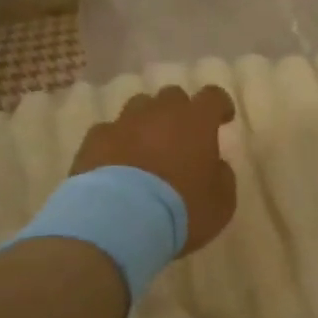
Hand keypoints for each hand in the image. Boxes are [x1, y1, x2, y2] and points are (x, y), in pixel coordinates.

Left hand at [71, 86, 237, 254]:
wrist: (119, 221)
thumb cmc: (180, 210)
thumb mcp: (221, 203)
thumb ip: (223, 177)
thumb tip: (216, 165)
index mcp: (196, 122)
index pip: (213, 97)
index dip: (220, 105)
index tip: (223, 118)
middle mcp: (159, 113)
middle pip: (172, 96)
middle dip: (180, 112)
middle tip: (182, 136)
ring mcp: (123, 123)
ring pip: (138, 107)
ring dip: (146, 122)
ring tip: (146, 147)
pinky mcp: (94, 140)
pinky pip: (108, 132)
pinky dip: (115, 142)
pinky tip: (115, 162)